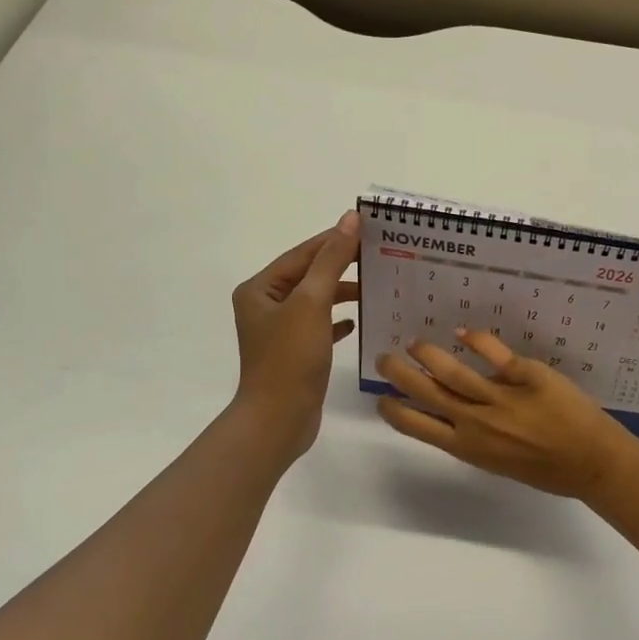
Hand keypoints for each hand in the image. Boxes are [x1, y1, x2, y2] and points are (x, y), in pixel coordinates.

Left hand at [231, 213, 359, 457]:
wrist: (278, 420)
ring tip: (374, 287)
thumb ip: (331, 260)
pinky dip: (337, 321)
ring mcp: (279, 331)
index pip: (302, 253)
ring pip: (316, 301)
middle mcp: (265, 306)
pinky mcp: (294, 353)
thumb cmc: (290, 358)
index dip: (334, 239)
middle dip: (341, 265)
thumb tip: (349, 219)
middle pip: (309, 275)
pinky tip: (356, 323)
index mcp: (260, 289)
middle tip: (378, 256)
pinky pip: (319, 326)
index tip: (368, 228)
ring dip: (342, 293)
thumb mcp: (312, 303)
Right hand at [375, 329, 638, 499]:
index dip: (395, 411)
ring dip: (427, 354)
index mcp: (469, 448)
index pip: (419, 427)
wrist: (593, 462)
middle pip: (427, 393)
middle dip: (399, 374)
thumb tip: (457, 408)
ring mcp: (501, 397)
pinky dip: (476, 339)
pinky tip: (463, 331)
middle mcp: (477, 422)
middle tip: (383, 359)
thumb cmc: (548, 470)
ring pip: (452, 371)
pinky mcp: (527, 375)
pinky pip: (495, 353)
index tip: (381, 399)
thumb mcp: (500, 462)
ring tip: (414, 343)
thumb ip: (476, 436)